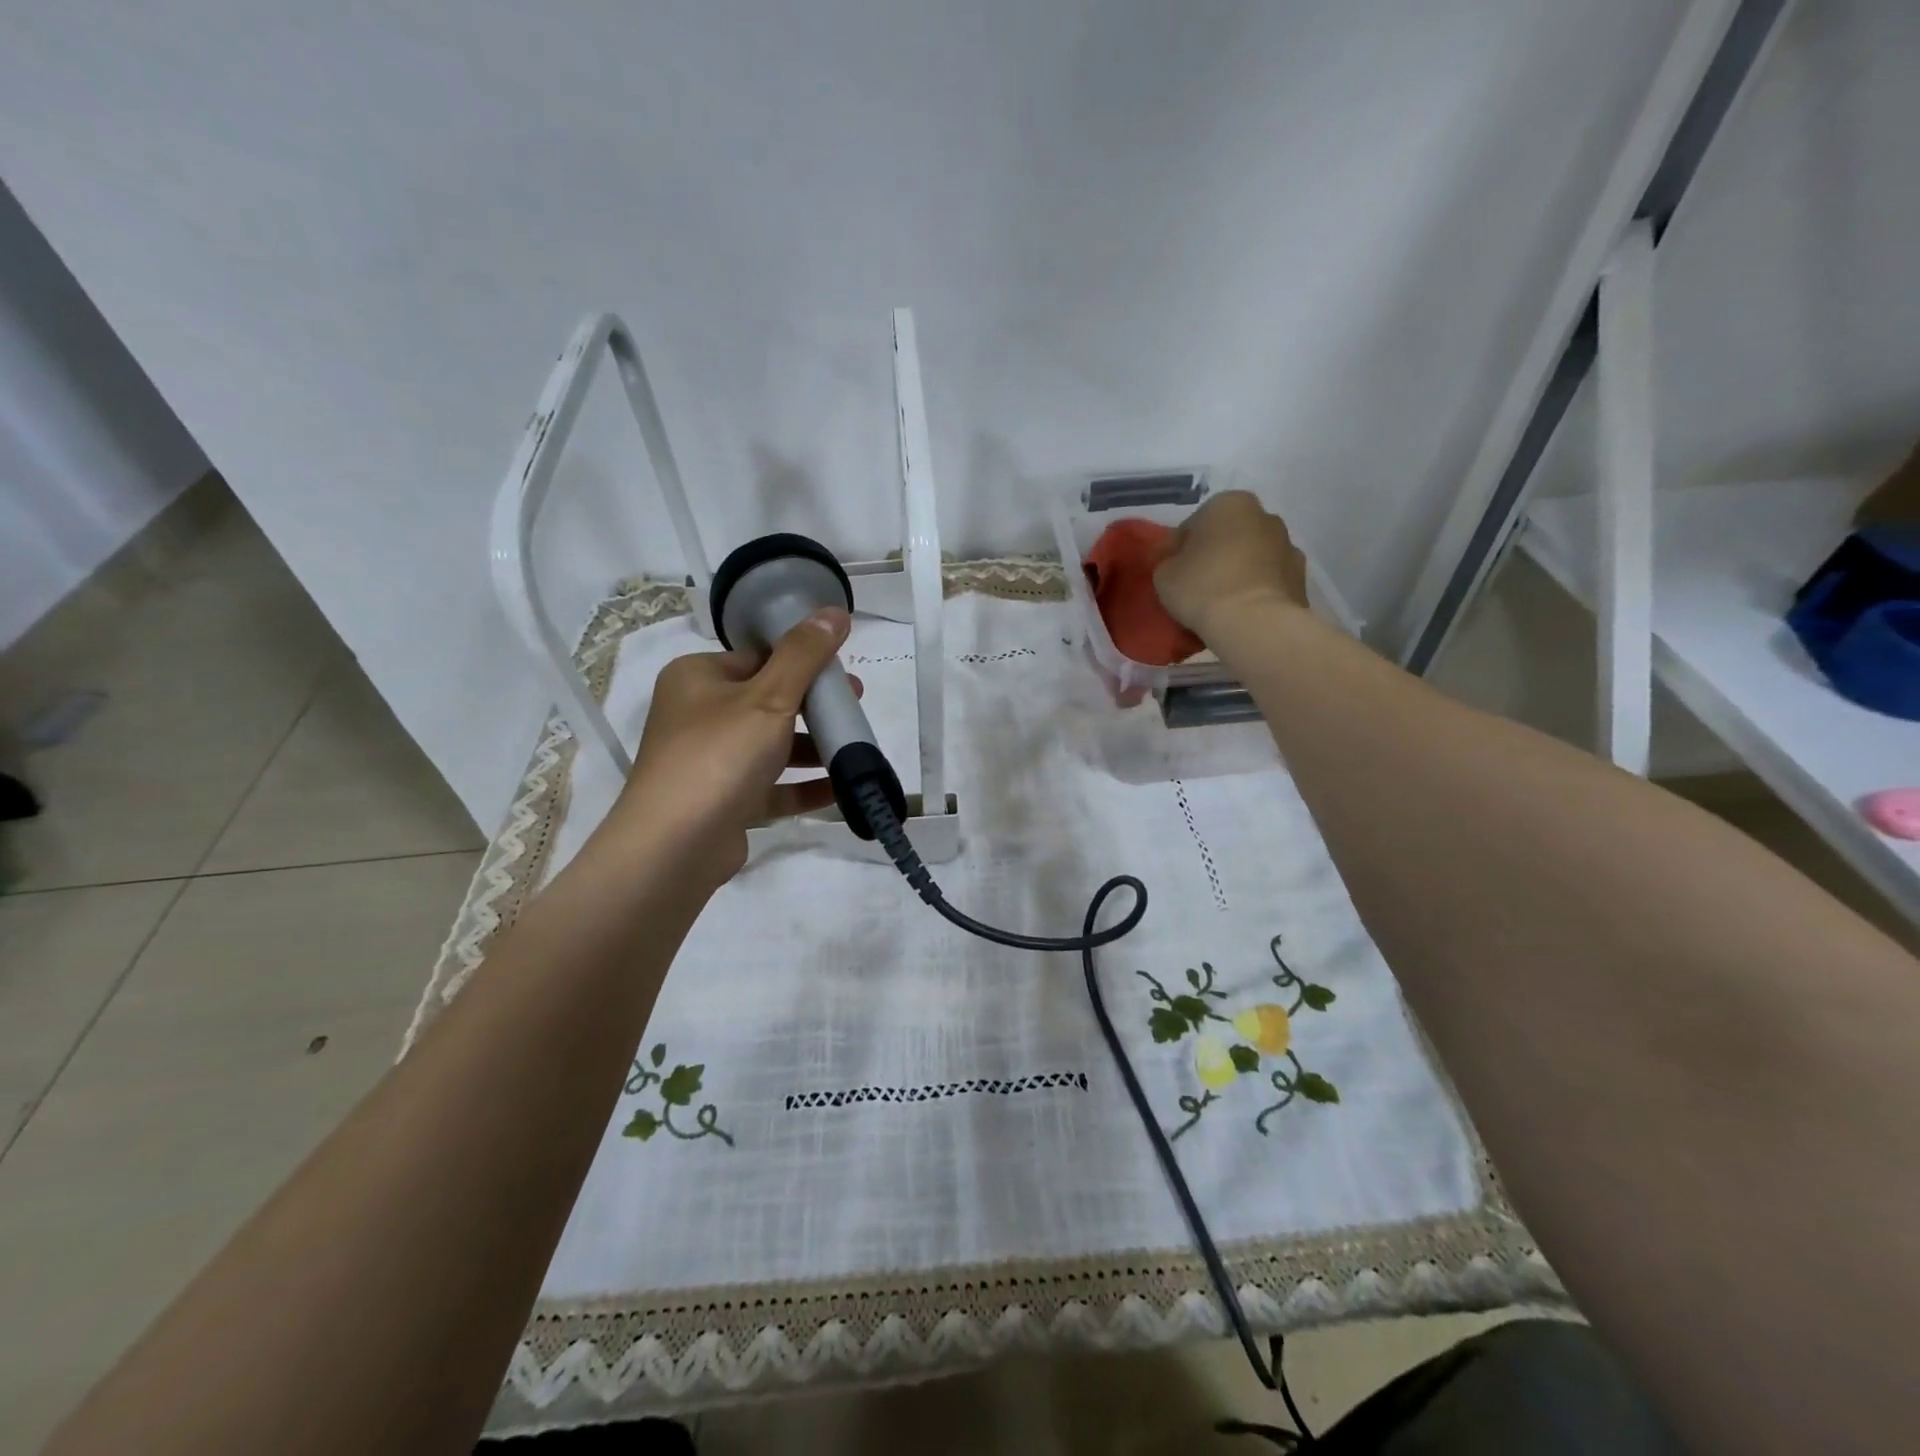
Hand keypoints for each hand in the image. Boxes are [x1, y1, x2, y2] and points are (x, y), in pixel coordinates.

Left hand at [614, 607, 856, 887]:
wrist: (674, 846)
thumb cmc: (720, 755)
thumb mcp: (769, 697)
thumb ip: (804, 654)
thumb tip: (835, 610)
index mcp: (698, 678)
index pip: (758, 658)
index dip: (803, 662)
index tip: (842, 673)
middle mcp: (698, 716)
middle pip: (767, 702)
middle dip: (814, 707)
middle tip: (855, 707)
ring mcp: (709, 762)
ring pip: (770, 746)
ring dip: (813, 748)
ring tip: (856, 747)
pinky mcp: (723, 802)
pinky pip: (770, 787)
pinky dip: (803, 786)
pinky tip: (842, 787)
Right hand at [1152, 490, 1309, 640]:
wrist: (1254, 623)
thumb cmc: (1203, 588)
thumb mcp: (1164, 574)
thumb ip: (1169, 562)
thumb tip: (1178, 564)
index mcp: (1229, 504)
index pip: (1193, 525)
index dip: (1176, 549)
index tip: (1167, 570)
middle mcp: (1264, 516)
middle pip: (1228, 536)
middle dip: (1213, 555)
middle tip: (1193, 583)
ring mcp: (1288, 547)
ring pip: (1251, 557)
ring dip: (1237, 571)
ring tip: (1219, 600)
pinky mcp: (1301, 578)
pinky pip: (1268, 580)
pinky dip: (1255, 590)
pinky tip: (1240, 610)